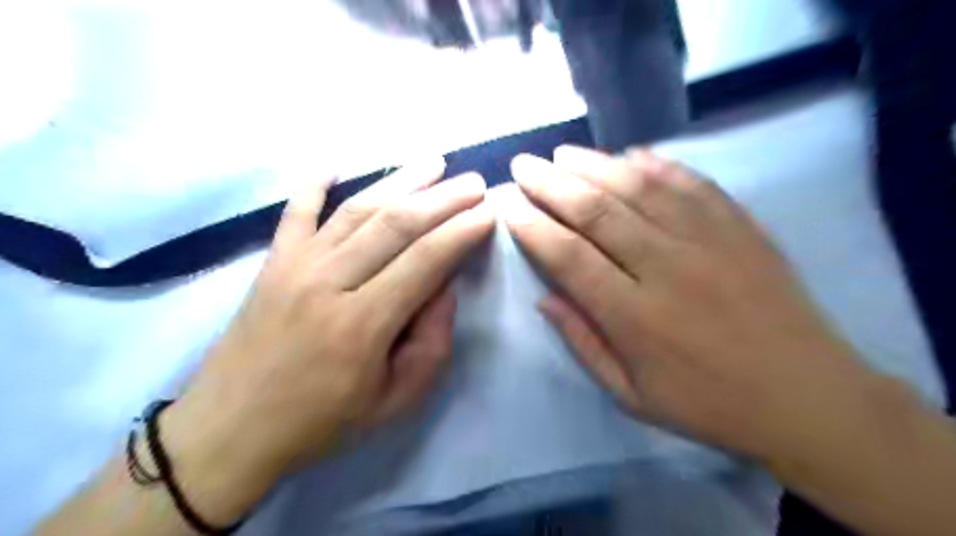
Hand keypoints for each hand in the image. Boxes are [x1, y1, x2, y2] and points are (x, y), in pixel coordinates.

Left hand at [159, 161, 491, 525]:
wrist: (230, 430)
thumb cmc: (321, 422)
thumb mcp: (395, 401)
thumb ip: (432, 344)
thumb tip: (444, 289)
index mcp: (363, 323)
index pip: (426, 260)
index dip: (462, 232)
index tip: (489, 212)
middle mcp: (329, 282)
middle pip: (396, 225)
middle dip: (443, 198)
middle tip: (474, 182)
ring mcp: (296, 266)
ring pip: (356, 210)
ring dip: (399, 181)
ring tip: (433, 162)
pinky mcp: (272, 262)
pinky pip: (295, 212)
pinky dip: (313, 184)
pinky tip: (334, 163)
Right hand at [508, 146, 879, 463]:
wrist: (806, 396)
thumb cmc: (708, 404)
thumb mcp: (631, 395)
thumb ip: (583, 343)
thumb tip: (545, 299)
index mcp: (634, 317)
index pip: (568, 256)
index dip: (533, 227)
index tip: (510, 205)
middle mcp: (666, 267)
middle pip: (596, 211)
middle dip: (551, 184)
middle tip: (524, 165)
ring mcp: (708, 241)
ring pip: (639, 188)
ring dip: (595, 165)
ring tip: (563, 153)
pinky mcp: (740, 227)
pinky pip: (691, 184)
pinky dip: (658, 165)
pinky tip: (631, 154)